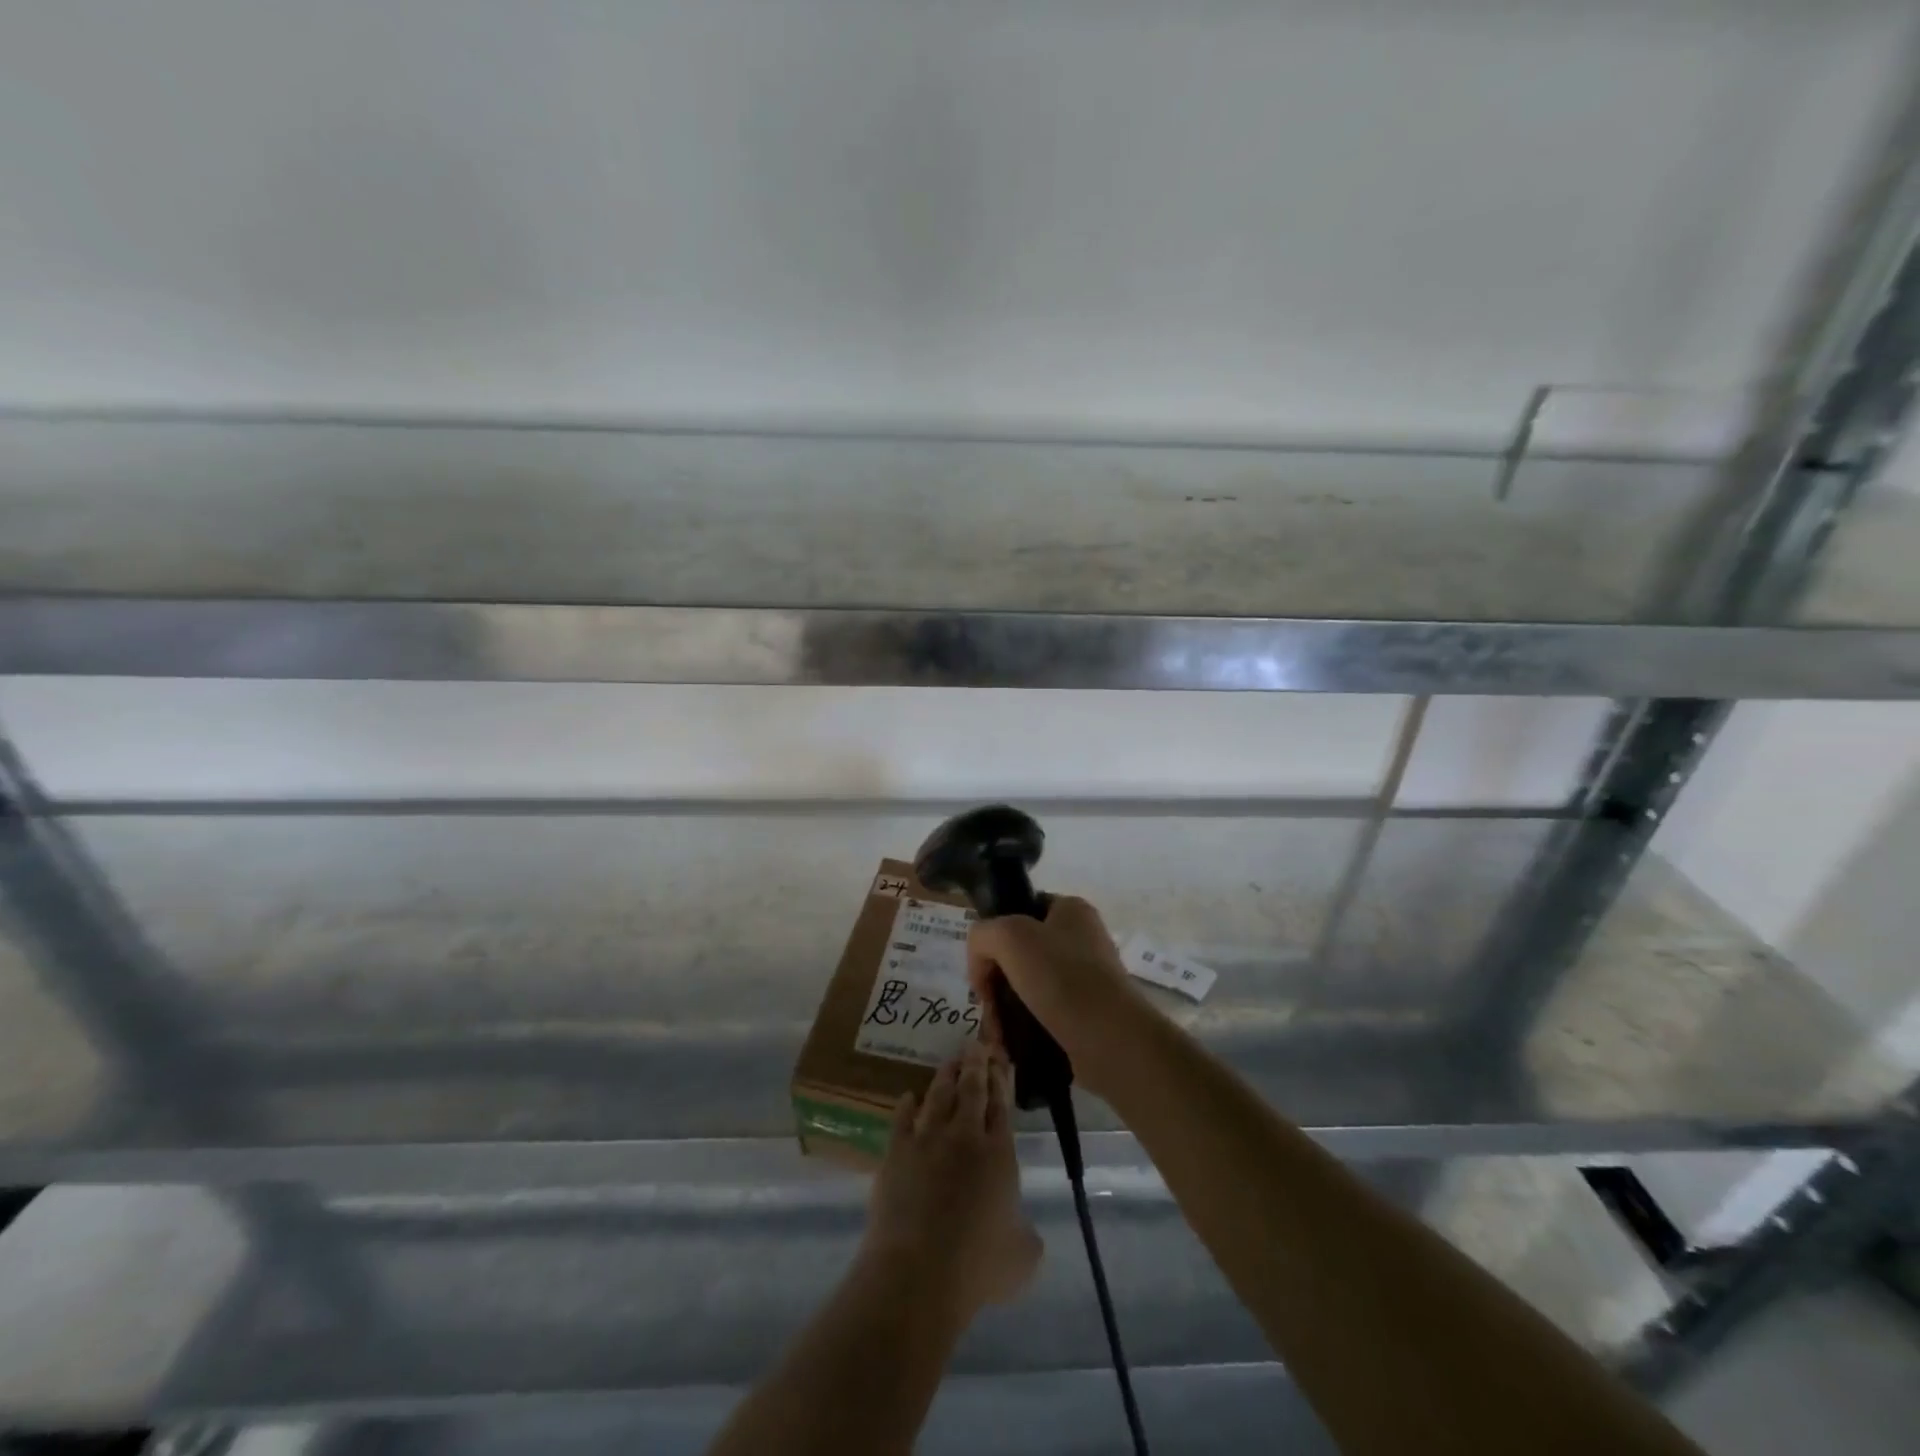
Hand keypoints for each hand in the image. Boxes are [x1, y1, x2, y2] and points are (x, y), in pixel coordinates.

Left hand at [861, 1040, 1041, 1318]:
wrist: (918, 1272)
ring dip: (946, 1075)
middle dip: (975, 1063)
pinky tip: (908, 1096)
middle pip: (972, 1089)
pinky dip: (907, 1104)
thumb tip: (1026, 1230)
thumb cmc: (978, 1267)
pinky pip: (902, 1117)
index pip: (1001, 1105)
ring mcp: (928, 1139)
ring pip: (939, 1095)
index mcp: (999, 1154)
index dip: (1001, 1080)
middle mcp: (965, 1136)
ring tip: (950, 1061)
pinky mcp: (897, 1151)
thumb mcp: (1022, 1257)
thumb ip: (1027, 1235)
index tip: (999, 1060)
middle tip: (975, 1044)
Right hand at [966, 896, 1154, 1098]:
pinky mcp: (1087, 1014)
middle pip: (1020, 953)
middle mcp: (1082, 938)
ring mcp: (1087, 978)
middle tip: (986, 1006)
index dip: (994, 936)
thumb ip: (983, 935)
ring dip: (1006, 1008)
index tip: (983, 968)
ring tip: (997, 1034)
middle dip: (996, 980)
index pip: (1019, 910)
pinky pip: (1044, 1014)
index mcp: (1071, 909)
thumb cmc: (1061, 978)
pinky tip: (1011, 1045)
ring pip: (1029, 987)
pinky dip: (1024, 1028)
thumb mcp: (1009, 937)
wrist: (1111, 1040)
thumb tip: (982, 963)